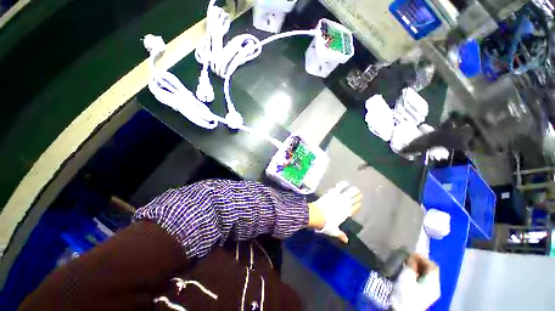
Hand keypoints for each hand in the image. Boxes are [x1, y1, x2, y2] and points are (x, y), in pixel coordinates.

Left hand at [308, 181, 361, 242]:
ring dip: (352, 191)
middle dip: (356, 197)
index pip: (353, 209)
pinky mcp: (333, 193)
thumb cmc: (326, 224)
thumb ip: (340, 235)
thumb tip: (346, 241)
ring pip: (348, 194)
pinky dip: (342, 185)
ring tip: (356, 189)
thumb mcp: (334, 231)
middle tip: (360, 194)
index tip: (359, 203)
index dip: (356, 206)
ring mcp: (339, 198)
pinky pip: (339, 188)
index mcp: (345, 214)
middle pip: (352, 200)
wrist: (319, 215)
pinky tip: (345, 182)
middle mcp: (344, 205)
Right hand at [391, 253, 439, 310]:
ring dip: (419, 268)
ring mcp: (431, 291)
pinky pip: (424, 280)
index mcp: (433, 282)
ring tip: (408, 264)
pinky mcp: (425, 294)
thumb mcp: (406, 277)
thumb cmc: (405, 293)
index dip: (423, 258)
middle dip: (421, 262)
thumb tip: (412, 255)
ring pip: (427, 275)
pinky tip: (410, 273)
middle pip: (431, 270)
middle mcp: (435, 286)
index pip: (433, 266)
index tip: (411, 253)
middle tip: (409, 258)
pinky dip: (418, 274)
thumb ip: (411, 265)